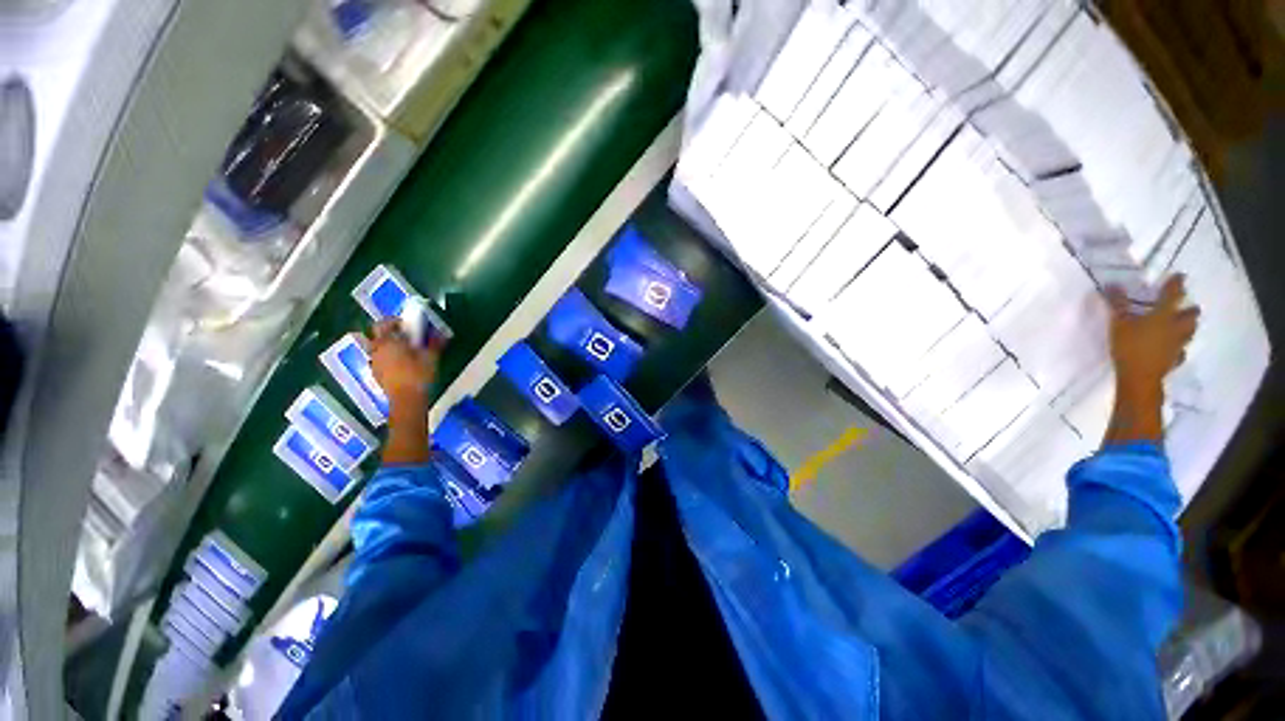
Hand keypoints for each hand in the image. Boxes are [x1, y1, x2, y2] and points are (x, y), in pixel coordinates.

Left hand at [364, 320, 440, 406]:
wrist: (407, 399)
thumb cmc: (419, 375)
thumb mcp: (431, 357)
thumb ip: (435, 343)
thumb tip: (441, 333)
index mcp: (388, 342)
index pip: (383, 324)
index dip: (394, 321)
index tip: (407, 324)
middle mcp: (377, 350)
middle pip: (378, 336)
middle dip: (390, 334)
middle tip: (406, 337)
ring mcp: (375, 363)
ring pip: (378, 348)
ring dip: (389, 346)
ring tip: (405, 351)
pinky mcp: (376, 374)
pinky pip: (380, 360)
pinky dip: (388, 358)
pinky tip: (401, 364)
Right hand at [1101, 275, 1198, 445]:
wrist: (1139, 377)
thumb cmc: (1129, 346)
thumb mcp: (1118, 323)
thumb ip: (1117, 304)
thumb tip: (1112, 284)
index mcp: (1164, 315)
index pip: (1173, 294)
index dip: (1176, 284)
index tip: (1180, 276)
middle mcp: (1176, 327)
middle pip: (1190, 315)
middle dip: (1189, 310)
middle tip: (1186, 307)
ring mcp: (1177, 344)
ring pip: (1189, 332)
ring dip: (1188, 326)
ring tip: (1183, 325)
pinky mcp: (1174, 359)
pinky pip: (1181, 351)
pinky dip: (1180, 347)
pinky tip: (1175, 349)